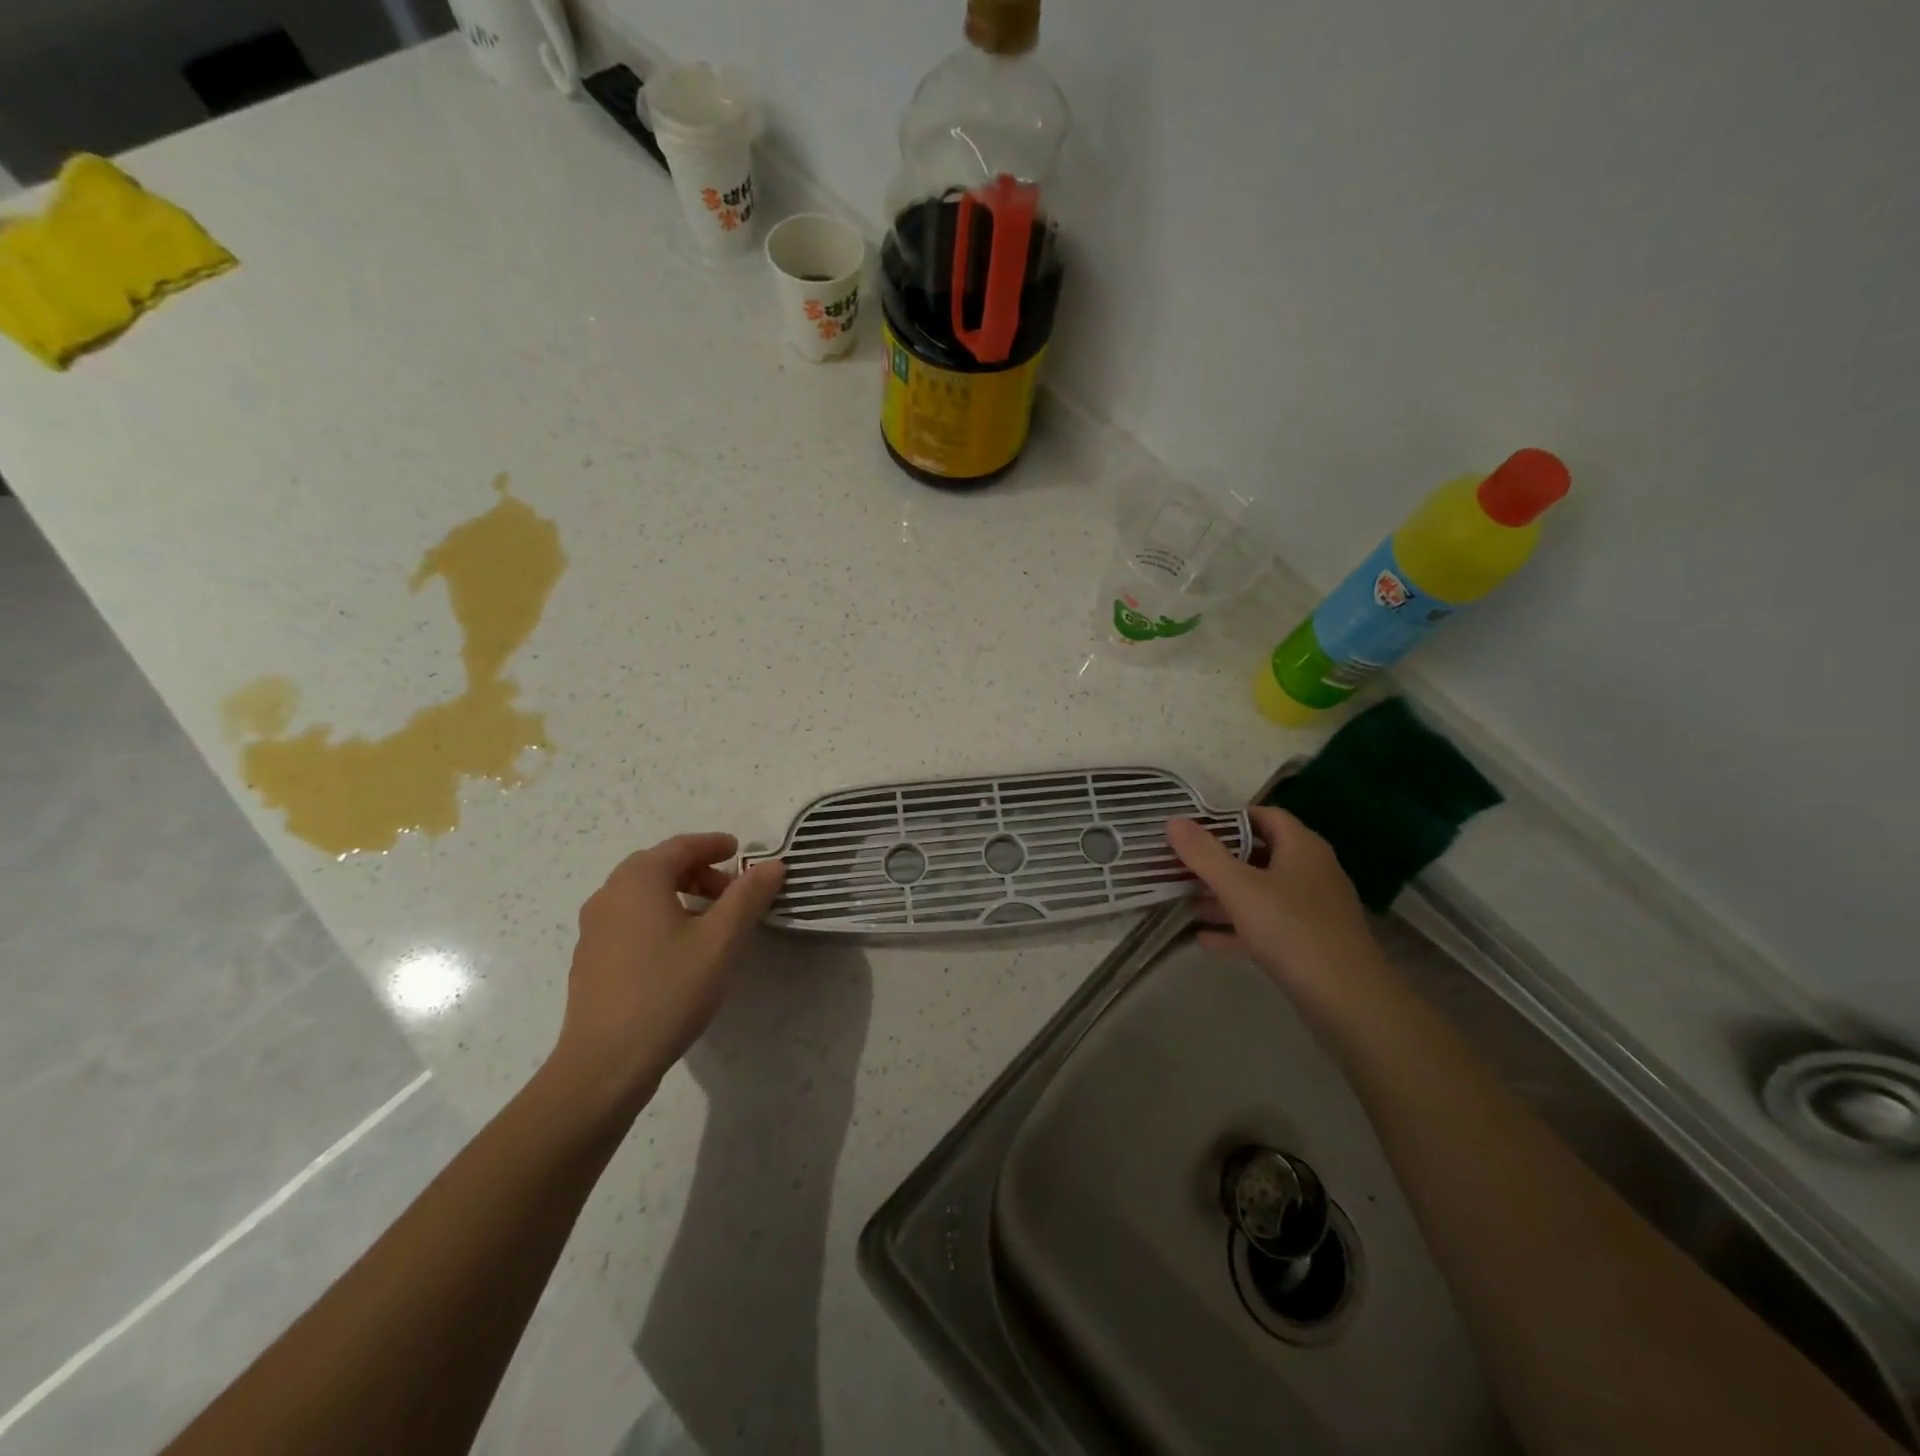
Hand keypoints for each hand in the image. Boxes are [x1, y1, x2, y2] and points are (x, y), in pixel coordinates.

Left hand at [550, 834, 785, 1106]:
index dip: (714, 844)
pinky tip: (678, 950)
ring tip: (710, 922)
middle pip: (659, 866)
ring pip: (642, 894)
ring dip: (679, 894)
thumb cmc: (668, 990)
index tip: (740, 852)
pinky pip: (630, 919)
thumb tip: (773, 865)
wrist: (606, 1063)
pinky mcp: (590, 958)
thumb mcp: (720, 941)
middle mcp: (609, 894)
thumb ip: (748, 897)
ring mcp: (594, 928)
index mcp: (639, 880)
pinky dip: (659, 916)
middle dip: (698, 871)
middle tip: (731, 892)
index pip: (681, 846)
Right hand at [1167, 807, 1380, 997]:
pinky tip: (1204, 939)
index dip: (1228, 818)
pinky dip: (1237, 928)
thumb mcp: (1239, 887)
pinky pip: (1267, 926)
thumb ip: (1204, 854)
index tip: (1193, 827)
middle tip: (1181, 864)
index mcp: (1302, 848)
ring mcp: (1312, 910)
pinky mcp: (1309, 943)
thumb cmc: (1291, 929)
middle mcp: (1311, 872)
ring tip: (1184, 901)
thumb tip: (1174, 820)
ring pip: (1261, 893)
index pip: (1265, 816)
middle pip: (1259, 855)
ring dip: (1224, 896)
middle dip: (1219, 860)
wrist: (1348, 1000)